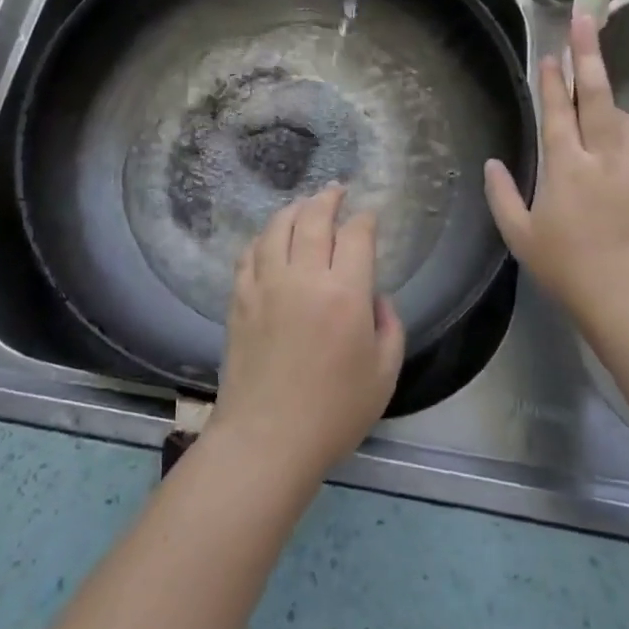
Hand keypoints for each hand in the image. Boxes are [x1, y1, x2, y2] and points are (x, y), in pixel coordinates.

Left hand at [209, 185, 405, 485]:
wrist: (267, 439)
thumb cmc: (334, 413)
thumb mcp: (384, 373)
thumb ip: (389, 325)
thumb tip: (373, 296)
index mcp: (344, 293)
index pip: (355, 235)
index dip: (364, 219)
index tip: (369, 216)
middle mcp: (303, 277)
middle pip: (313, 218)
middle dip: (328, 198)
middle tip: (336, 190)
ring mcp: (265, 284)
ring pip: (277, 227)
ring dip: (294, 209)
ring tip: (304, 205)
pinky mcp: (239, 298)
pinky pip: (250, 253)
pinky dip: (263, 237)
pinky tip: (270, 239)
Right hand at [484, 13, 628, 339]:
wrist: (625, 297)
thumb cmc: (564, 266)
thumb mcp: (519, 234)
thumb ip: (502, 194)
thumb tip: (492, 163)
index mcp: (565, 165)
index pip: (557, 111)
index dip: (552, 81)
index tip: (549, 55)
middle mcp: (603, 157)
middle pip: (597, 97)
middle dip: (589, 55)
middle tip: (586, 20)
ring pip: (627, 120)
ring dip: (612, 102)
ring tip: (602, 94)